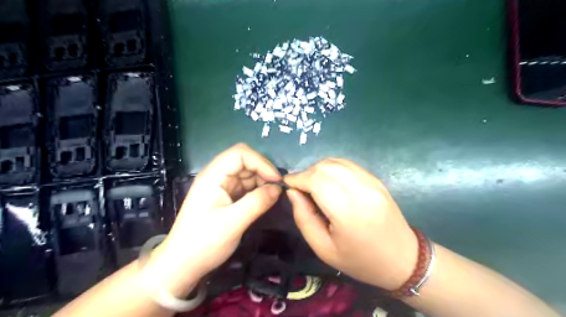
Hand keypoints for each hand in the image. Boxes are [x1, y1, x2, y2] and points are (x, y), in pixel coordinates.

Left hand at [148, 145, 282, 295]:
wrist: (182, 264)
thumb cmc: (203, 243)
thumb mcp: (233, 223)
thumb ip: (257, 202)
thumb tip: (278, 188)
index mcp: (213, 176)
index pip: (240, 153)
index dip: (261, 162)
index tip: (276, 180)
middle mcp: (217, 176)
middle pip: (244, 161)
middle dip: (263, 171)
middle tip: (278, 189)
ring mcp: (221, 186)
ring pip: (247, 173)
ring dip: (262, 181)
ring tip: (274, 195)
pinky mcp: (225, 196)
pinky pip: (245, 186)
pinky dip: (257, 190)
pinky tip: (265, 199)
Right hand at [285, 159, 417, 290]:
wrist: (403, 259)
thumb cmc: (360, 260)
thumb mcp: (323, 248)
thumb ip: (303, 218)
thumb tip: (292, 192)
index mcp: (348, 211)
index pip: (316, 180)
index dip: (297, 178)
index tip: (287, 185)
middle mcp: (361, 190)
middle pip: (325, 167)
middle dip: (306, 173)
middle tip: (300, 188)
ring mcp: (371, 182)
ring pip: (336, 162)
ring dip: (318, 169)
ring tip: (313, 185)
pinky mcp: (376, 179)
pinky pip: (348, 165)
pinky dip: (332, 168)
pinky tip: (329, 181)